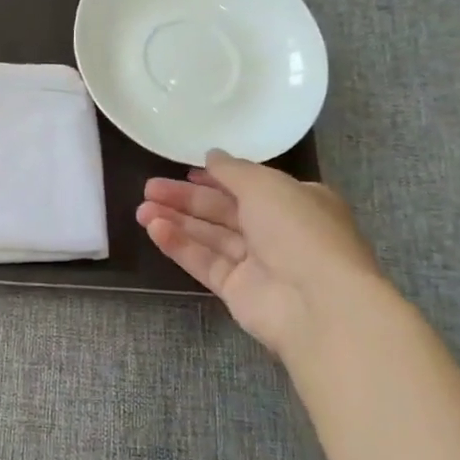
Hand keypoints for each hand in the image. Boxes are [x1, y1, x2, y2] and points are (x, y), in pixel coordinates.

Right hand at [137, 151, 386, 355]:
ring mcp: (257, 263)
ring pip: (210, 236)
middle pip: (223, 211)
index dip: (215, 178)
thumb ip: (233, 170)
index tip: (184, 172)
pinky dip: (181, 246)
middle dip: (186, 199)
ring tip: (141, 210)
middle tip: (148, 188)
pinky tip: (155, 230)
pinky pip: (205, 262)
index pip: (249, 186)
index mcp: (296, 202)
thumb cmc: (298, 231)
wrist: (318, 303)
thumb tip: (212, 156)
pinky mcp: (237, 290)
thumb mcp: (266, 185)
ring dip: (177, 221)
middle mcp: (278, 231)